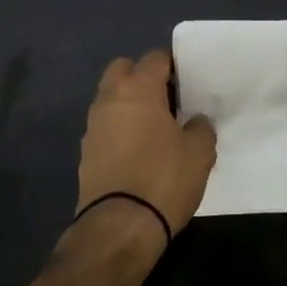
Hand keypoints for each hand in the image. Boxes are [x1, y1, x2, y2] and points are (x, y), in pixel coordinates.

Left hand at [76, 50, 217, 240]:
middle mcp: (109, 99)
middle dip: (142, 76)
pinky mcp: (85, 153)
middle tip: (166, 99)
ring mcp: (92, 126)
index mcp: (138, 89)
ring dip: (128, 104)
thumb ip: (201, 128)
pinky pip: (105, 127)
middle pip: (123, 69)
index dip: (173, 65)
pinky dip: (119, 130)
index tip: (188, 81)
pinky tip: (138, 152)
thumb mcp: (199, 153)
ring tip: (154, 128)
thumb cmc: (164, 179)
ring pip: (110, 98)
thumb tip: (196, 121)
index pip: (154, 58)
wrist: (119, 227)